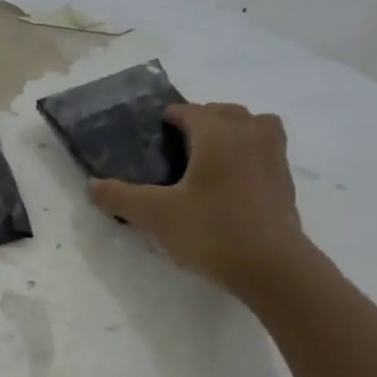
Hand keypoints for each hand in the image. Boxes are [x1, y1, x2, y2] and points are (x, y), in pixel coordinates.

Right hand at [89, 102, 313, 301]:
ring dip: (232, 130)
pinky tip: (232, 179)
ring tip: (211, 154)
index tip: (153, 131)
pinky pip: (265, 149)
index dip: (169, 117)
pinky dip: (248, 152)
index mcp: (216, 133)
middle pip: (224, 112)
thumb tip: (91, 185)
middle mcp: (249, 133)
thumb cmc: (210, 231)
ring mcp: (273, 155)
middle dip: (201, 120)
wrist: (271, 266)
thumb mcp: (155, 216)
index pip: (189, 111)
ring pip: (253, 126)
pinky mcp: (284, 180)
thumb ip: (120, 198)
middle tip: (177, 144)